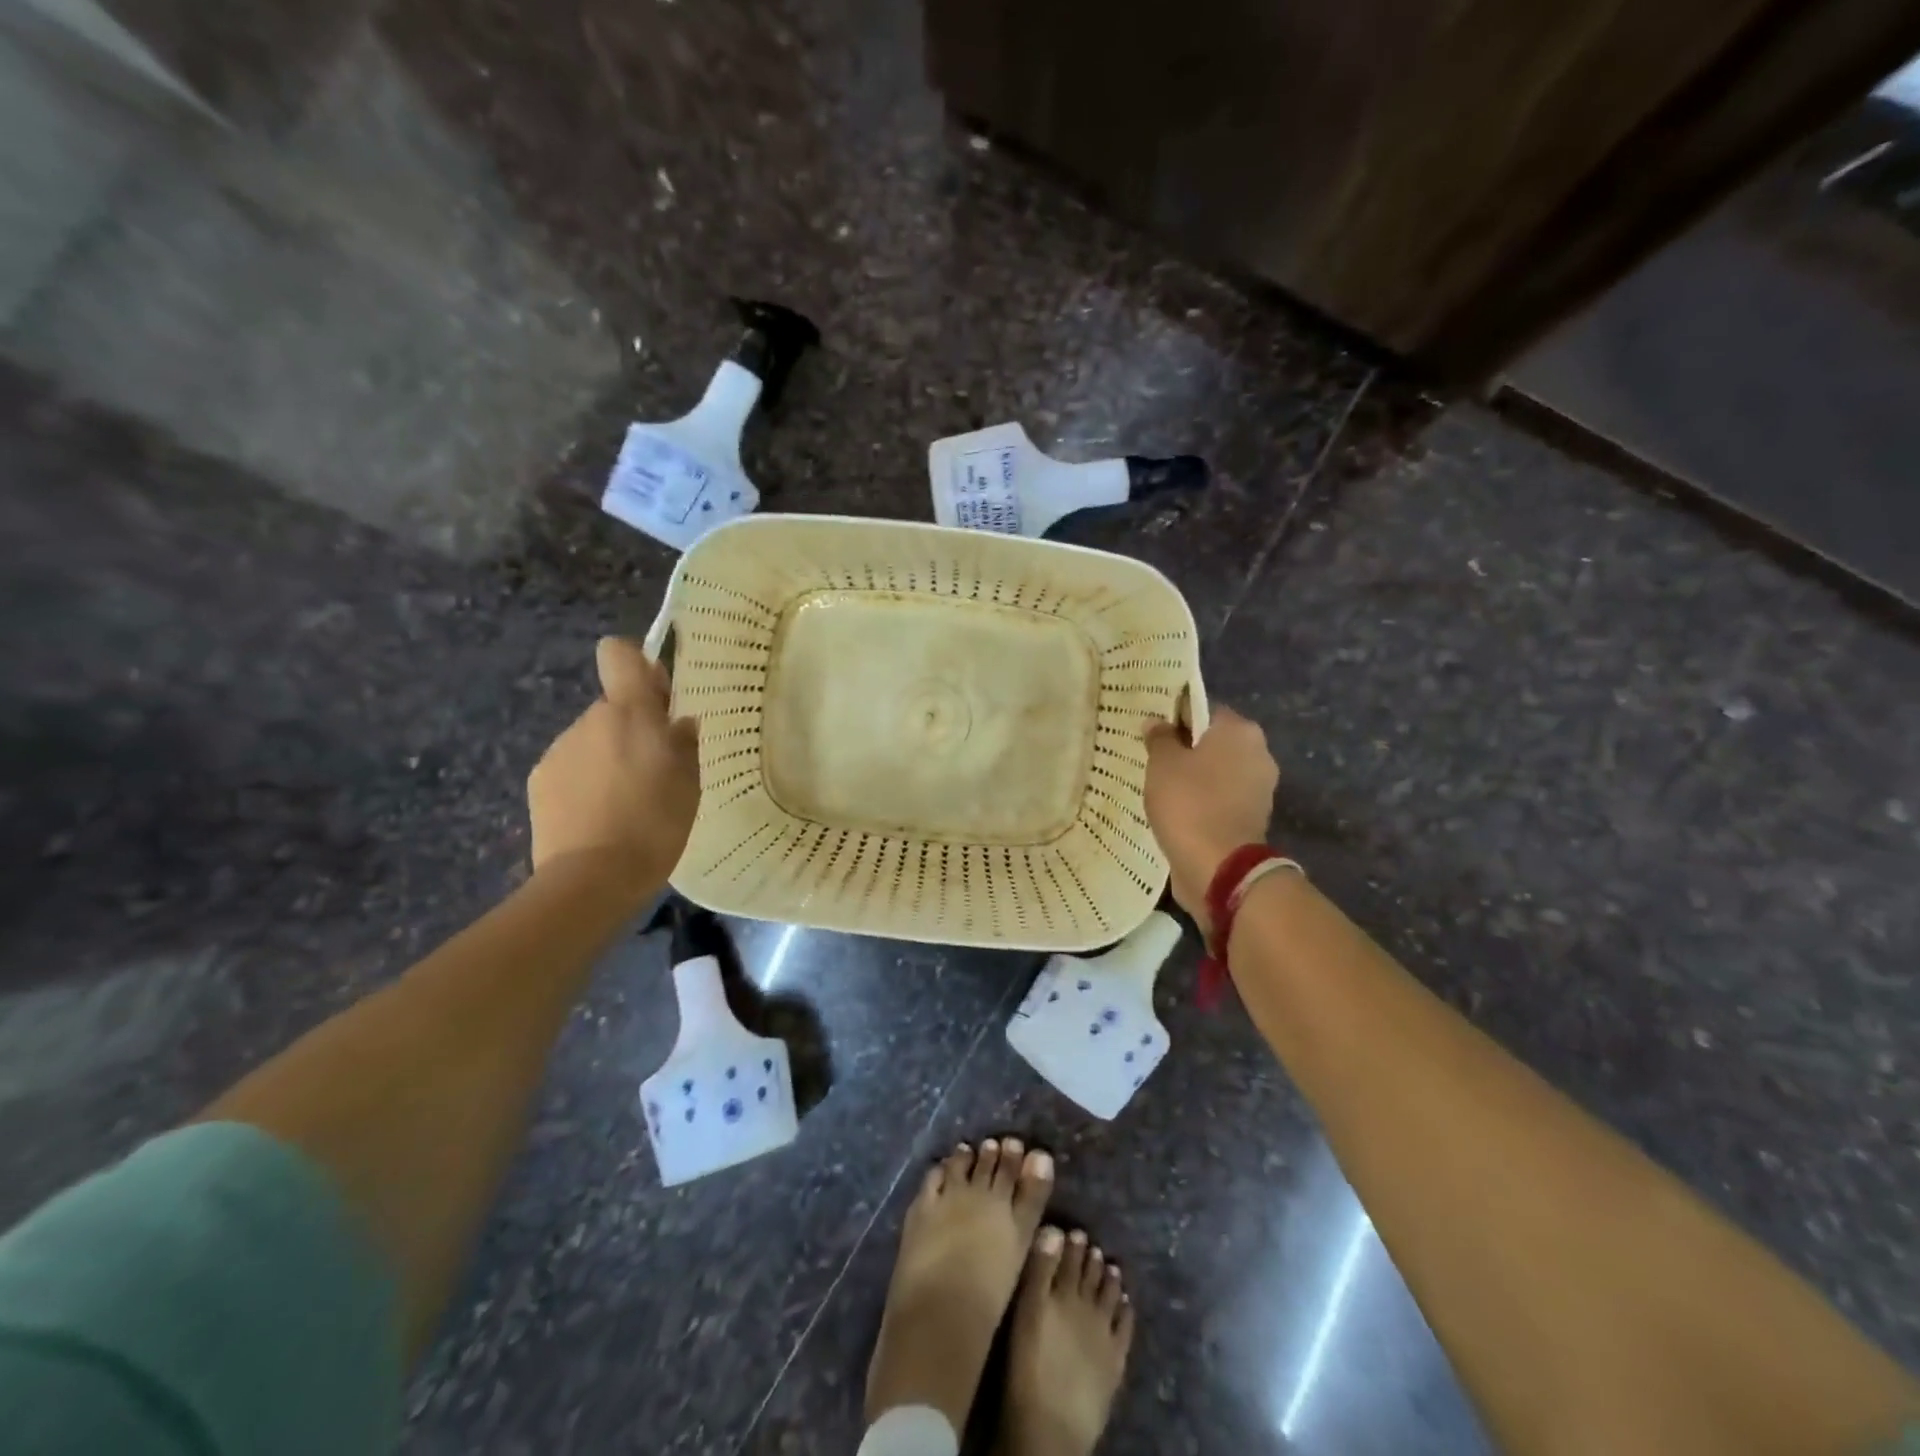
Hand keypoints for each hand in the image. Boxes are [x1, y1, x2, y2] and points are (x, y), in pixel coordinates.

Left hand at [527, 637, 699, 888]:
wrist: (592, 878)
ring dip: (609, 758)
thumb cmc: (655, 824)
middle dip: (633, 729)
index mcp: (631, 713)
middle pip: (613, 708)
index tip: (657, 697)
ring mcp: (559, 750)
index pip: (619, 654)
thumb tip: (679, 722)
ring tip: (627, 801)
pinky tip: (600, 816)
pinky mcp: (539, 781)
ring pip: (592, 740)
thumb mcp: (689, 783)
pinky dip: (586, 782)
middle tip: (655, 771)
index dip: (637, 665)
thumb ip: (684, 744)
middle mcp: (590, 720)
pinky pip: (571, 767)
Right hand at [1144, 704, 1277, 933]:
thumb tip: (1157, 722)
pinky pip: (1222, 799)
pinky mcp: (1254, 819)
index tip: (1153, 731)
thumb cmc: (1189, 802)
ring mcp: (1260, 789)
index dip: (1177, 717)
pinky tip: (1177, 811)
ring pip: (1218, 773)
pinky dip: (1203, 802)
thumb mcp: (1162, 763)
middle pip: (1214, 742)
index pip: (1205, 710)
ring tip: (1161, 788)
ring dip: (1195, 778)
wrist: (1219, 865)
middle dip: (1187, 750)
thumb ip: (1159, 738)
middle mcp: (1258, 753)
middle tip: (1153, 759)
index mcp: (1240, 730)